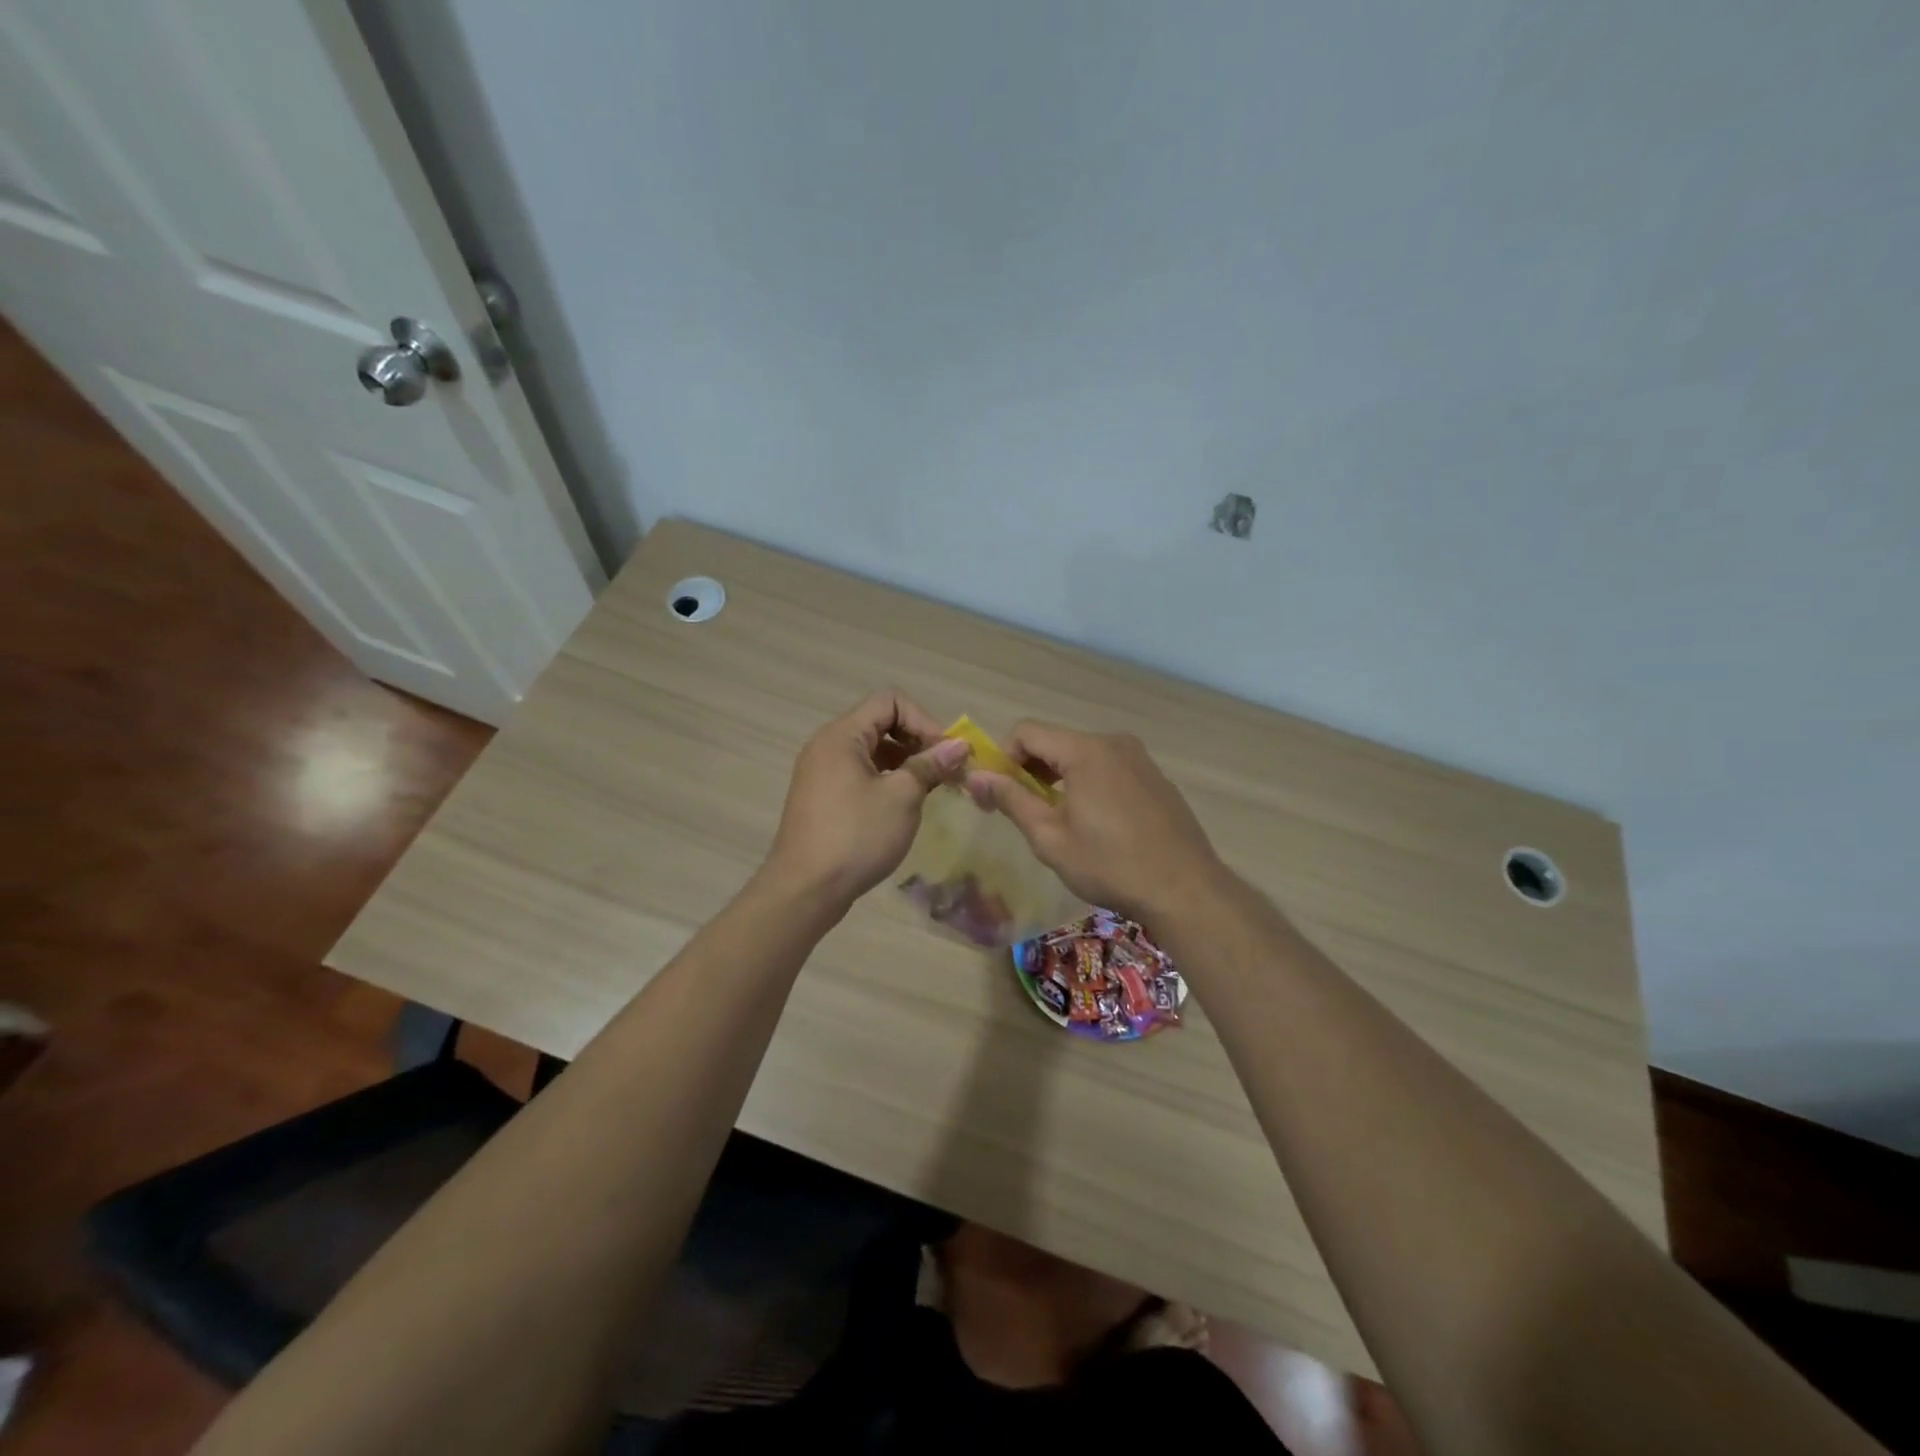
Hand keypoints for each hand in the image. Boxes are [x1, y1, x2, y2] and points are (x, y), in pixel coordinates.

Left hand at [763, 690, 969, 907]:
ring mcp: (822, 773)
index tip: (946, 753)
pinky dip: (888, 780)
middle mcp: (827, 746)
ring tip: (933, 788)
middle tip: (947, 770)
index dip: (924, 720)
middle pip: (881, 723)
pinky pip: (861, 774)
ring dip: (906, 762)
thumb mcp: (901, 797)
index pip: (889, 701)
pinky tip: (906, 804)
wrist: (805, 890)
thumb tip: (959, 746)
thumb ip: (930, 765)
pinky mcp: (823, 798)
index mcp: (841, 735)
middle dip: (918, 741)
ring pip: (872, 751)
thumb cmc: (856, 836)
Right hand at [966, 721, 1224, 922]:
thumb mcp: (1050, 837)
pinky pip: (1109, 768)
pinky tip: (1096, 824)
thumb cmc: (1110, 865)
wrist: (1185, 889)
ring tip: (1057, 819)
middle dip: (1030, 769)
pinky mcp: (1155, 777)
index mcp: (1085, 750)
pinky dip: (1089, 784)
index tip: (997, 794)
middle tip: (1021, 810)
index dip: (1003, 757)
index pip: (1026, 731)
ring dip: (1059, 778)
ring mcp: (1140, 758)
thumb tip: (975, 776)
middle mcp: (1113, 742)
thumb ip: (1011, 800)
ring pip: (1082, 755)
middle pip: (1055, 741)